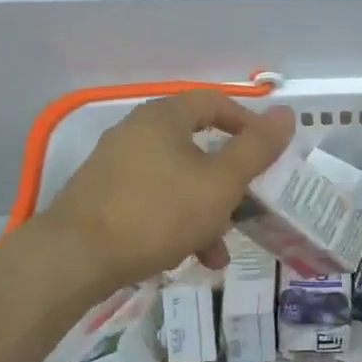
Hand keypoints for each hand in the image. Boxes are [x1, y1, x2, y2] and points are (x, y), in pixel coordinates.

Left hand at [42, 91, 295, 293]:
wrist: (74, 259)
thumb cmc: (157, 212)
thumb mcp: (220, 182)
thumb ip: (256, 149)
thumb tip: (287, 114)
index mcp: (163, 118)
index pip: (214, 102)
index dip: (247, 123)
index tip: (267, 153)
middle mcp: (136, 133)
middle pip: (197, 147)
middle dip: (228, 182)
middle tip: (247, 206)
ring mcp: (116, 167)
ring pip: (178, 181)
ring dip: (206, 211)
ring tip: (219, 250)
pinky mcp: (103, 199)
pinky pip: (153, 202)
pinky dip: (177, 223)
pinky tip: (190, 258)